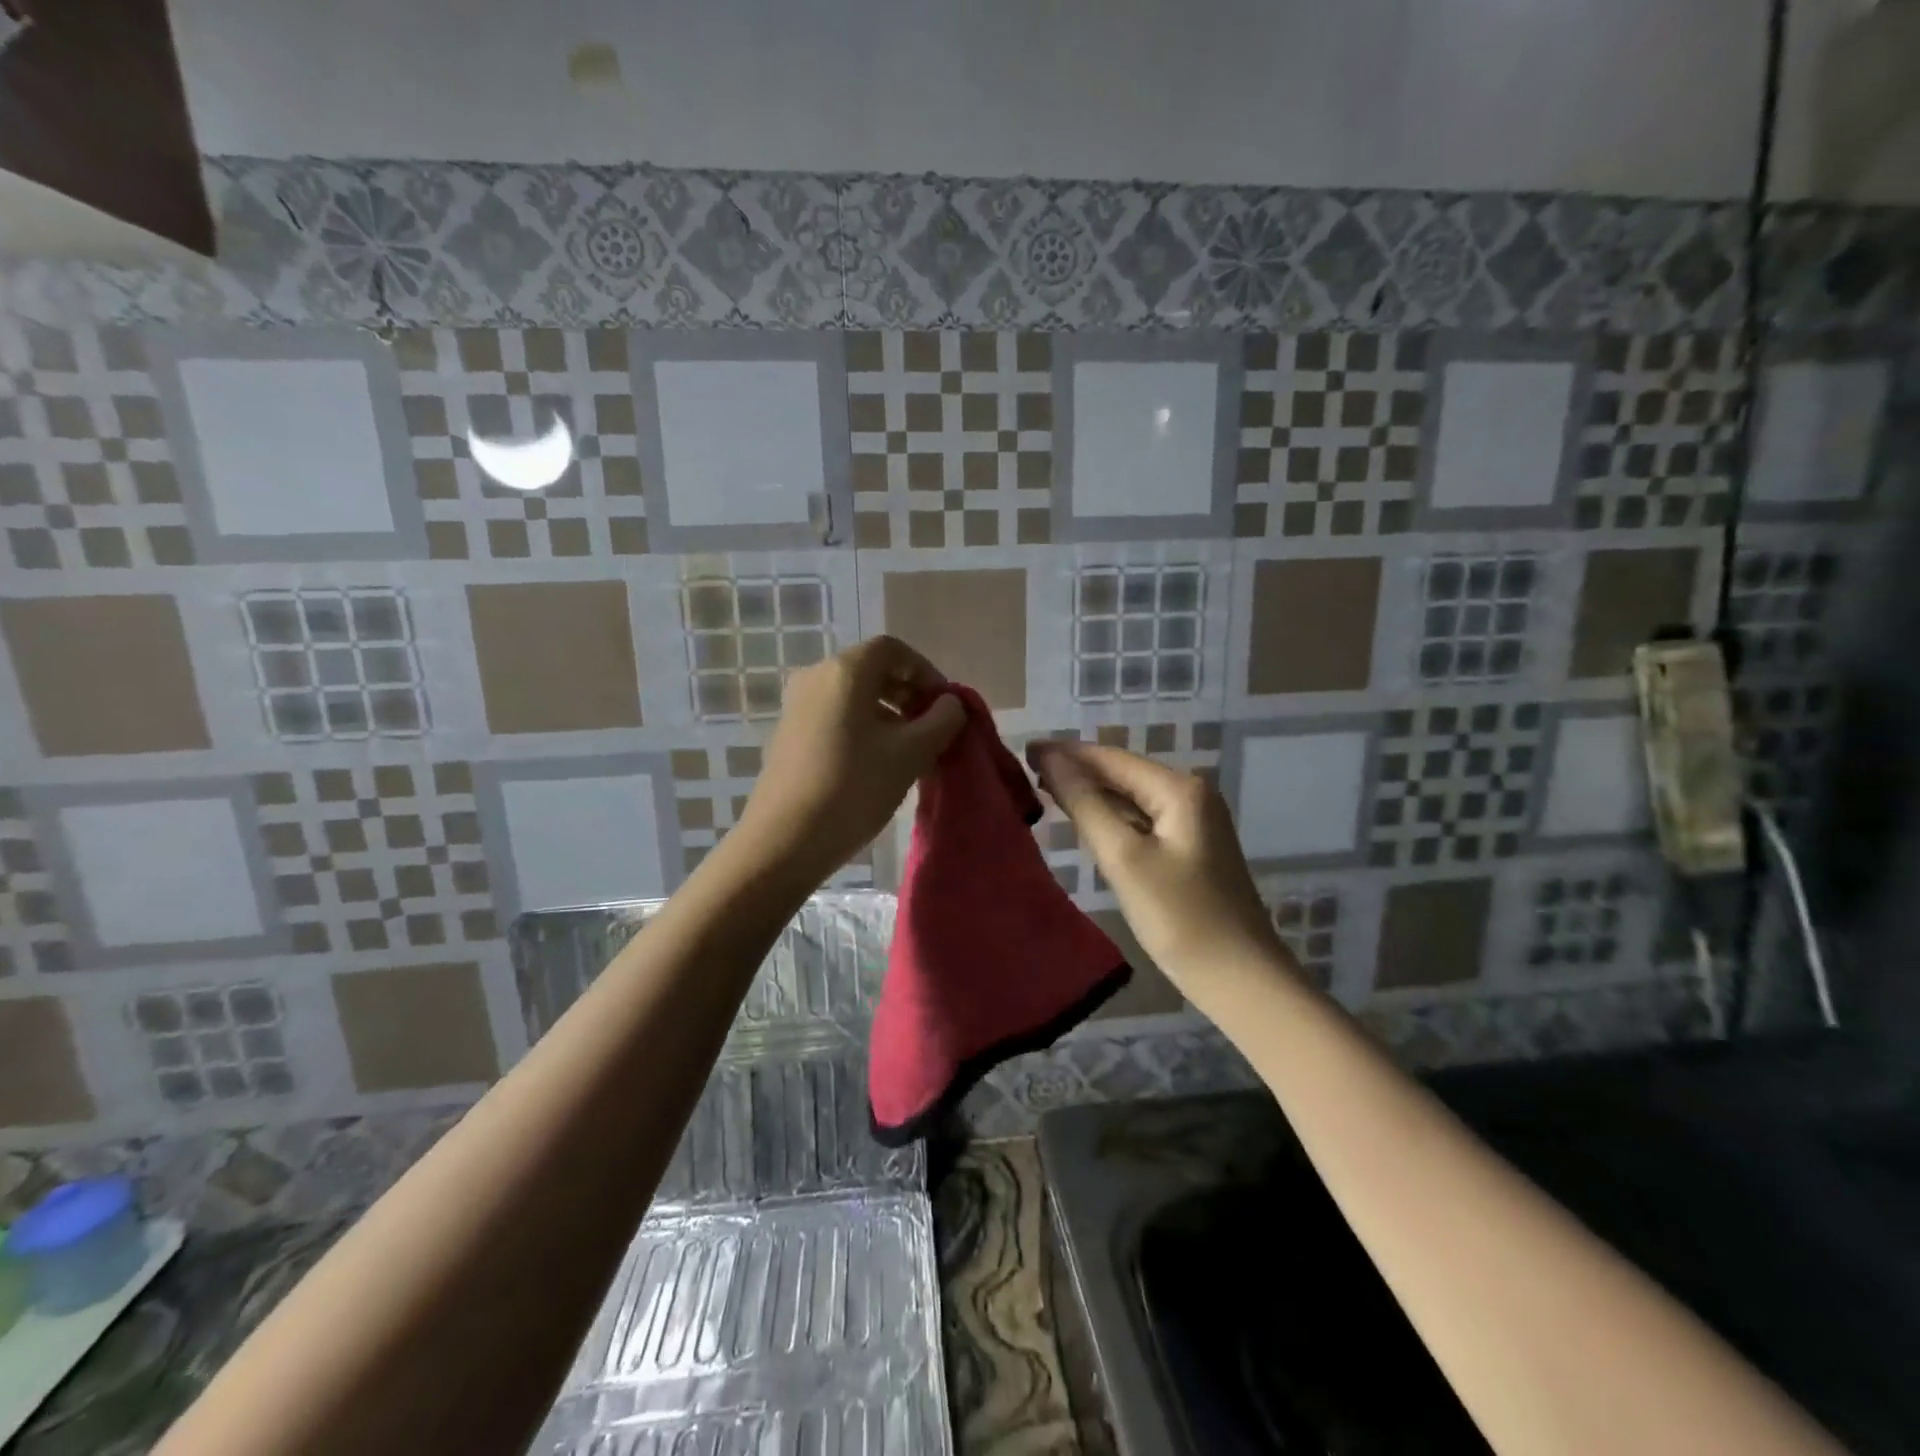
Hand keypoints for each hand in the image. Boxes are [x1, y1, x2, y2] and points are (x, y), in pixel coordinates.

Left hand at [737, 636, 965, 882]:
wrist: (784, 841)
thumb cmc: (854, 788)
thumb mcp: (911, 754)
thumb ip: (942, 721)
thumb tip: (951, 704)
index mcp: (845, 671)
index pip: (893, 650)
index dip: (926, 672)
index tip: (945, 706)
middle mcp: (815, 677)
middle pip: (871, 670)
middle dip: (908, 693)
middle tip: (933, 729)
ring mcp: (796, 706)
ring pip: (853, 695)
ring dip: (888, 713)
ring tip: (910, 750)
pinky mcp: (788, 734)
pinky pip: (834, 715)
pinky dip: (863, 727)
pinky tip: (877, 763)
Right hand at [1027, 740, 1290, 988]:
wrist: (1241, 980)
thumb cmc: (1180, 918)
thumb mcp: (1124, 858)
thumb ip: (1085, 804)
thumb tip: (1051, 759)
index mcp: (1179, 790)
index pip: (1111, 759)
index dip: (1066, 753)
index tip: (1025, 750)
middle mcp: (1191, 796)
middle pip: (1123, 774)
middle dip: (1077, 770)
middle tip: (1026, 771)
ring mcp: (1194, 823)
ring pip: (1131, 797)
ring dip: (1092, 793)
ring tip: (1044, 789)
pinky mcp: (1190, 850)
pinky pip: (1141, 821)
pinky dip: (1111, 817)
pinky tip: (1084, 820)